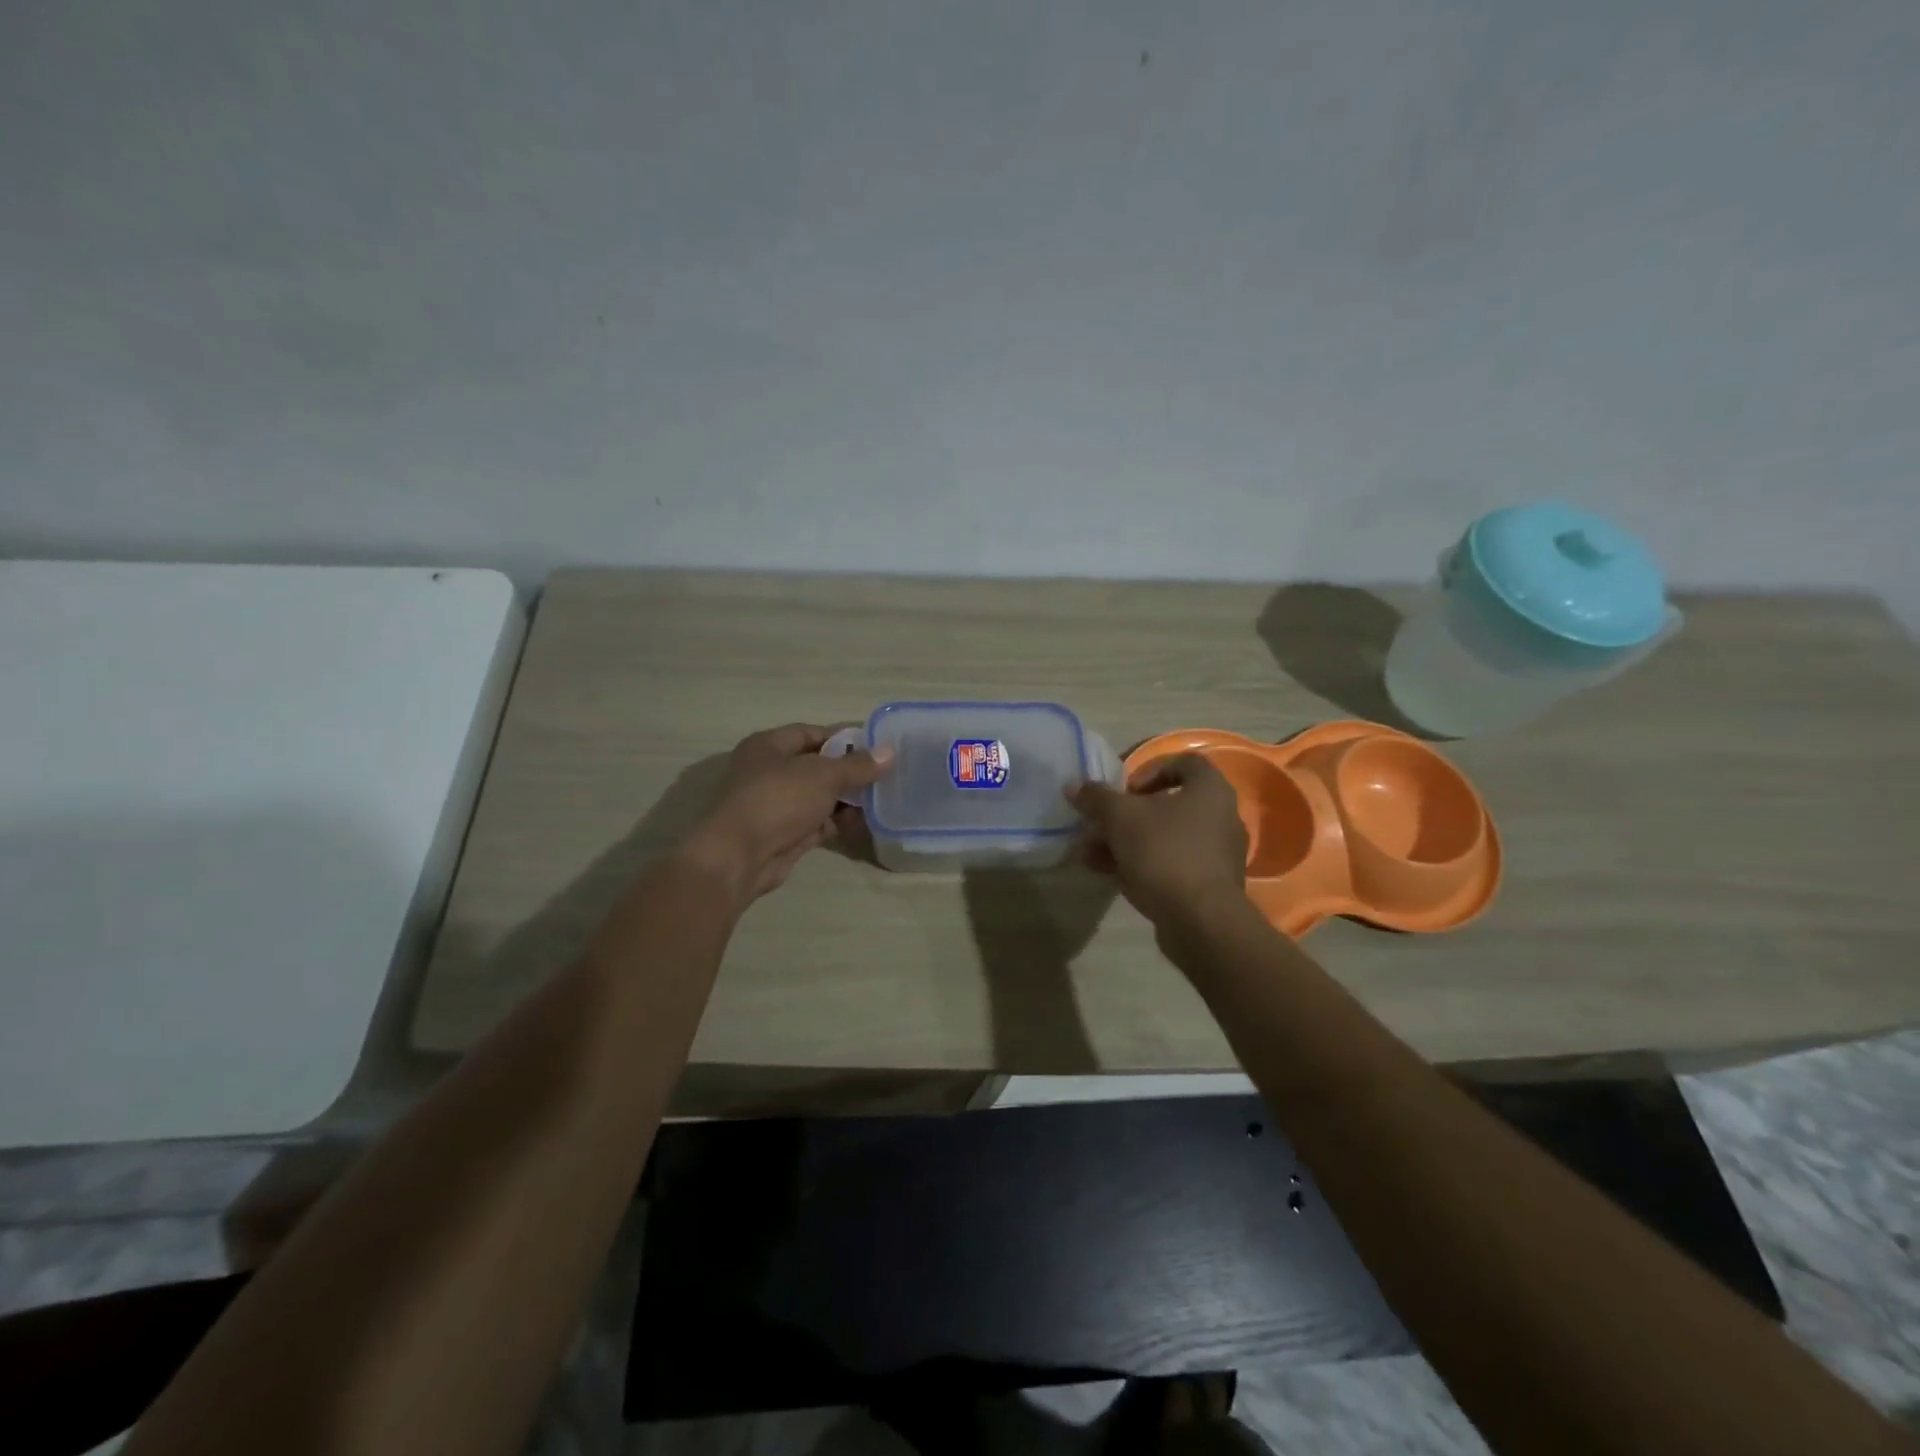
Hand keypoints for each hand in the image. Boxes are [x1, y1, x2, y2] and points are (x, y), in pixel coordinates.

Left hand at [678, 724, 892, 905]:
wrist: (740, 857)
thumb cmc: (779, 800)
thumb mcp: (824, 775)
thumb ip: (858, 765)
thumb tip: (890, 752)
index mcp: (769, 745)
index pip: (811, 733)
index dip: (843, 738)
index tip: (876, 748)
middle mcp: (768, 771)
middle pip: (816, 765)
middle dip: (848, 771)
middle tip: (883, 776)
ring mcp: (774, 804)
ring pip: (817, 796)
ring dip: (845, 799)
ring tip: (879, 801)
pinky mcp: (782, 833)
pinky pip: (815, 822)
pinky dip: (835, 822)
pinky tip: (862, 823)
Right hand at [1067, 755, 1247, 926]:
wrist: (1200, 920)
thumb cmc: (1164, 851)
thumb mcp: (1120, 817)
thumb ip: (1096, 798)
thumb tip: (1074, 787)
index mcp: (1210, 789)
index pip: (1183, 763)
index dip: (1148, 770)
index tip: (1124, 791)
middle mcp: (1221, 817)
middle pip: (1167, 805)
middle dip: (1126, 815)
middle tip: (1099, 826)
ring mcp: (1217, 854)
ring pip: (1164, 838)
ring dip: (1126, 842)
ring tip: (1091, 855)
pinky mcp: (1209, 886)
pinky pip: (1171, 865)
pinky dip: (1142, 865)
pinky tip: (1110, 876)